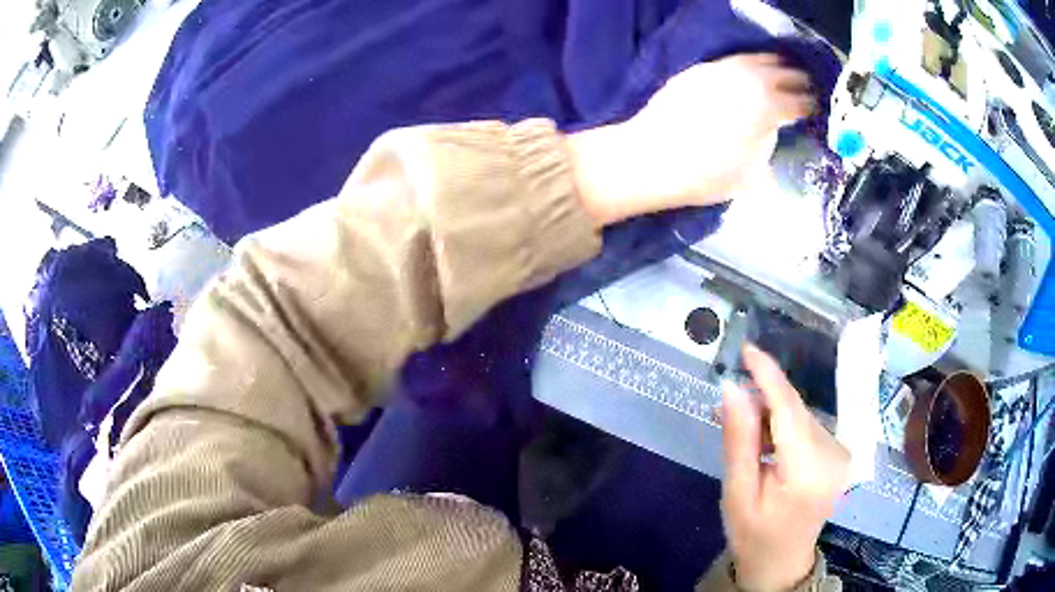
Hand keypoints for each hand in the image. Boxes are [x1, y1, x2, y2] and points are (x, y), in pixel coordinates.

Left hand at [568, 53, 815, 226]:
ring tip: (785, 68)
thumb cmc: (705, 174)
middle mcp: (748, 82)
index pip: (798, 102)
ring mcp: (722, 71)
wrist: (653, 157)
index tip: (816, 107)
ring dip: (775, 64)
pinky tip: (752, 66)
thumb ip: (767, 144)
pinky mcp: (701, 70)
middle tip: (807, 85)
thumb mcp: (751, 173)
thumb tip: (772, 130)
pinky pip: (733, 58)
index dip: (810, 105)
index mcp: (766, 108)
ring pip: (756, 60)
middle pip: (782, 75)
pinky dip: (749, 60)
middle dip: (798, 80)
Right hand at [720, 344, 848, 590]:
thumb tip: (732, 389)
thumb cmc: (754, 536)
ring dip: (770, 416)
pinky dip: (782, 427)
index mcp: (809, 471)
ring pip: (800, 416)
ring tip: (739, 433)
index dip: (769, 376)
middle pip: (795, 411)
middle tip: (724, 409)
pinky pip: (806, 427)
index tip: (746, 349)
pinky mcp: (838, 453)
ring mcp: (840, 453)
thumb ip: (738, 442)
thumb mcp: (737, 494)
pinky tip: (762, 442)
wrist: (783, 563)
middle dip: (761, 401)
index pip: (790, 410)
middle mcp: (834, 455)